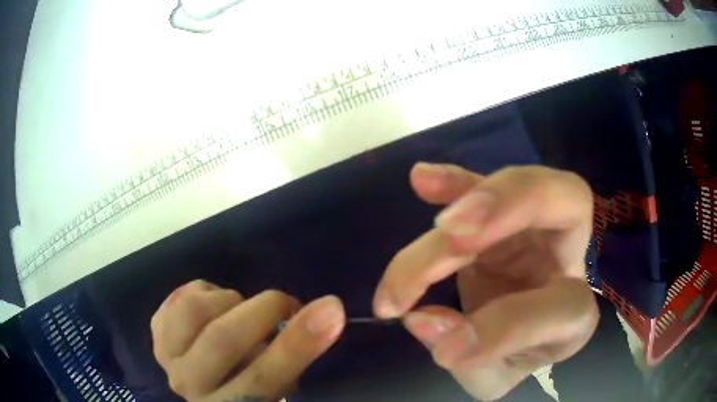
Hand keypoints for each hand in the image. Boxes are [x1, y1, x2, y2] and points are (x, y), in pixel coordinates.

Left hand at [151, 280, 344, 401]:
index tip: (331, 310)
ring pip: (196, 311)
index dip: (297, 344)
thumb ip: (291, 355)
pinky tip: (214, 310)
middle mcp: (192, 386)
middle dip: (264, 310)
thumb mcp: (277, 381)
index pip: (263, 379)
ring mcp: (167, 356)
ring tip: (241, 311)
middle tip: (286, 302)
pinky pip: (181, 296)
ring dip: (230, 302)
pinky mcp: (156, 331)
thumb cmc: (247, 385)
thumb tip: (324, 313)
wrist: (203, 382)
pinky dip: (207, 293)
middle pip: (223, 340)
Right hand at [373, 163, 598, 400]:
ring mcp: (537, 226)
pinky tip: (424, 178)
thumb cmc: (513, 355)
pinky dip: (455, 181)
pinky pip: (485, 183)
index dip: (507, 327)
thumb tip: (420, 318)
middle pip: (561, 205)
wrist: (520, 333)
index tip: (444, 349)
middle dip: (505, 215)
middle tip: (447, 239)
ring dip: (475, 196)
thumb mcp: (497, 376)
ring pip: (523, 185)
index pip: (563, 310)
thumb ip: (470, 360)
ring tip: (437, 224)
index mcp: (576, 311)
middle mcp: (569, 256)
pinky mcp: (501, 214)